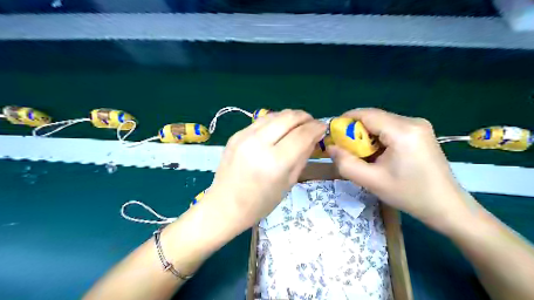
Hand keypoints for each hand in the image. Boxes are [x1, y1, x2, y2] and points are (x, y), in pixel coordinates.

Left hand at [204, 109, 324, 231]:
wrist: (225, 206)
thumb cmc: (260, 203)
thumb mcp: (288, 183)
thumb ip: (302, 156)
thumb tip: (314, 137)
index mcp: (274, 162)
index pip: (302, 134)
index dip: (316, 127)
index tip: (323, 127)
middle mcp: (258, 144)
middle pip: (288, 117)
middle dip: (305, 117)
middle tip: (312, 123)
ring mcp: (244, 136)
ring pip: (274, 115)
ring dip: (290, 116)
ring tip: (297, 124)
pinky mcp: (235, 135)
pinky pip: (261, 121)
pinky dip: (275, 121)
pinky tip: (279, 129)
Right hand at [328, 107, 472, 231]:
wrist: (447, 207)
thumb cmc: (409, 195)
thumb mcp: (371, 181)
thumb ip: (345, 163)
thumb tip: (330, 147)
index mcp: (402, 131)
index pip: (366, 114)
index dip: (346, 121)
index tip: (333, 134)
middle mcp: (412, 121)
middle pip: (374, 117)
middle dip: (355, 131)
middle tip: (346, 149)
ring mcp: (419, 126)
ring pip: (381, 123)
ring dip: (367, 135)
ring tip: (362, 155)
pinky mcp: (421, 132)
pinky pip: (391, 128)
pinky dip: (378, 138)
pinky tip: (378, 154)